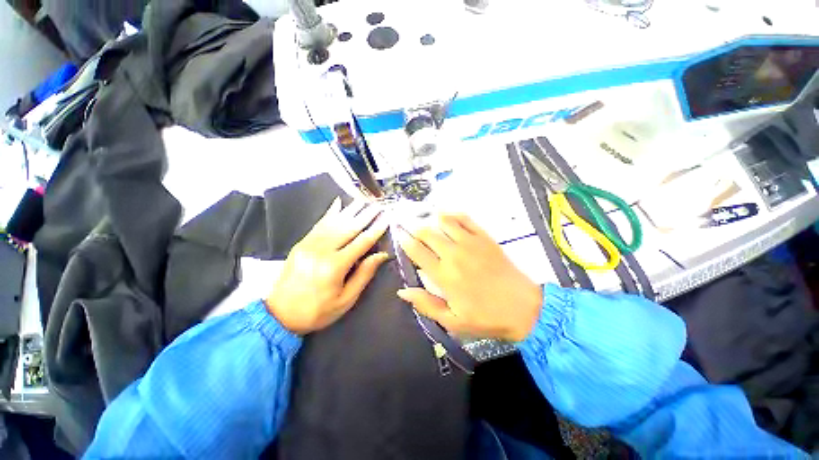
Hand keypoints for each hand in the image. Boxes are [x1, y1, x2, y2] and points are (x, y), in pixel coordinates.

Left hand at [266, 198, 389, 333]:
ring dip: (351, 209)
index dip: (376, 229)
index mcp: (334, 266)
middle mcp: (321, 250)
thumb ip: (364, 274)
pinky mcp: (301, 243)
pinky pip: (319, 224)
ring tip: (364, 199)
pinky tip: (338, 202)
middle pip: (349, 227)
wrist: (279, 314)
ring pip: (334, 222)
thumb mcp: (346, 300)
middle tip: (379, 204)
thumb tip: (381, 255)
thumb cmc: (318, 311)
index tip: (387, 217)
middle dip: (366, 214)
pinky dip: (330, 212)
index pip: (361, 242)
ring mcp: (309, 244)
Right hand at [397, 214, 542, 341]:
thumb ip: (426, 304)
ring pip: (444, 221)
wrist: (524, 308)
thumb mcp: (452, 320)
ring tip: (426, 221)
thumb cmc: (486, 317)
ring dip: (432, 219)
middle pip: (427, 233)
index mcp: (444, 276)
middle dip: (415, 229)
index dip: (405, 241)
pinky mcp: (485, 237)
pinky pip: (465, 219)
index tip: (400, 236)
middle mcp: (454, 254)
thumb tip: (402, 291)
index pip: (417, 252)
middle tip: (410, 228)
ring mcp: (471, 243)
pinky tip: (447, 216)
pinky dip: (453, 214)